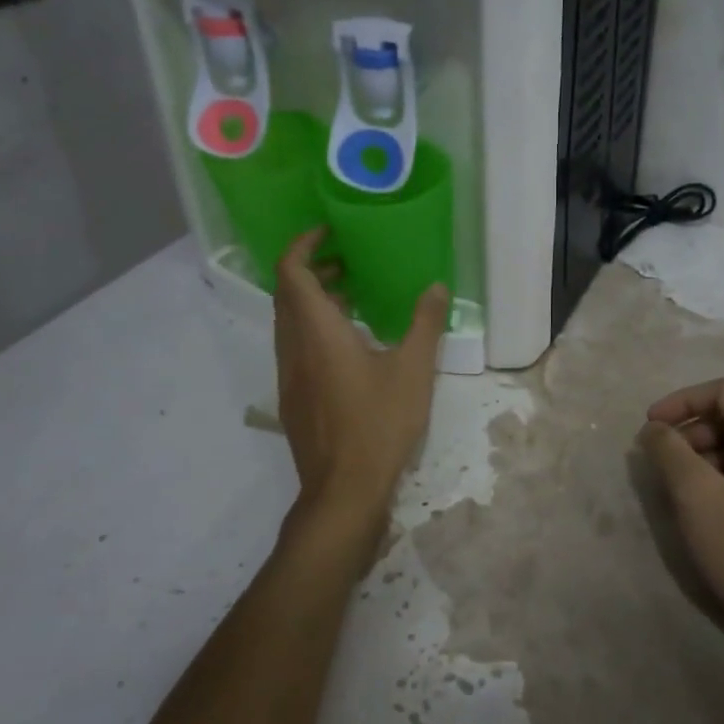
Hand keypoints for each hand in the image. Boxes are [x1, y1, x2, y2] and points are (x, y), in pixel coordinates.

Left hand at [274, 228, 449, 521]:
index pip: (291, 272)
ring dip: (313, 302)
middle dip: (313, 270)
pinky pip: (296, 348)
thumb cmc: (379, 424)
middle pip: (287, 294)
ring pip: (290, 323)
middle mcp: (293, 348)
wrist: (343, 490)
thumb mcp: (413, 370)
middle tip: (348, 262)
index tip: (329, 232)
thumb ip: (425, 324)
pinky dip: (315, 330)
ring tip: (354, 299)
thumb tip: (436, 287)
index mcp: (316, 332)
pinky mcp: (294, 398)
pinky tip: (351, 347)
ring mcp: (289, 376)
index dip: (303, 245)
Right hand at [638, 378, 723, 647]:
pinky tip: (700, 505)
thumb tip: (654, 429)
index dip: (681, 401)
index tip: (649, 427)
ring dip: (701, 454)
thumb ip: (669, 451)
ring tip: (676, 486)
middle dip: (690, 430)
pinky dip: (719, 475)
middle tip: (661, 460)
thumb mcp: (696, 496)